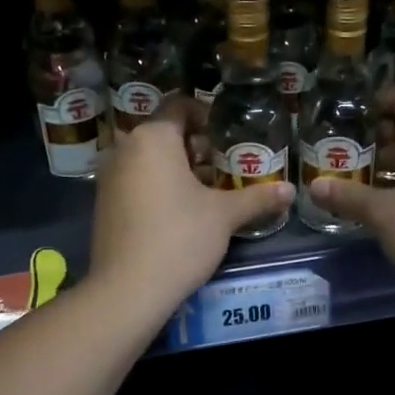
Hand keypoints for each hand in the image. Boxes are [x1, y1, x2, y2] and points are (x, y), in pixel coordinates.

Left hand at [90, 97, 293, 310]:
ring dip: (178, 167)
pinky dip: (157, 185)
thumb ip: (258, 198)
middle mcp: (125, 148)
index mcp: (153, 138)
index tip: (229, 137)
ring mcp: (109, 176)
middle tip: (225, 166)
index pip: (180, 105)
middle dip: (196, 146)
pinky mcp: (104, 203)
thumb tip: (290, 191)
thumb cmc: (180, 237)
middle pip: (165, 133)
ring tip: (208, 191)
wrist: (128, 289)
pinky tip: (181, 212)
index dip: (206, 115)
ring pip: (149, 158)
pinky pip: (135, 180)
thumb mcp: (225, 215)